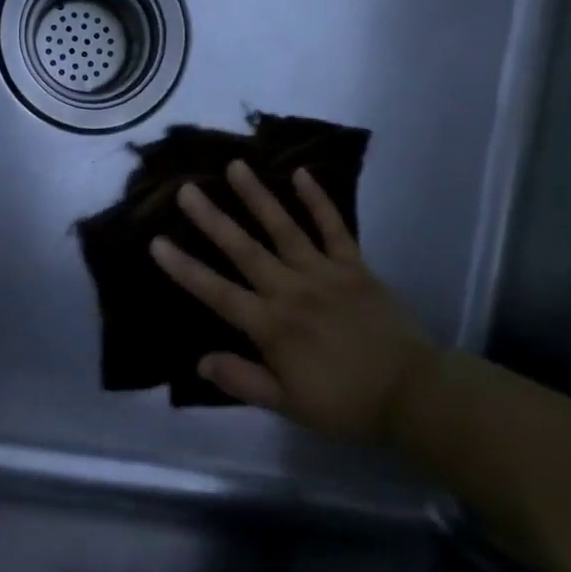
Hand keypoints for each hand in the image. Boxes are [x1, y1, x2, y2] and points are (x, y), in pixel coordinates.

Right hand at [149, 161, 438, 444]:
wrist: (413, 394)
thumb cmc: (345, 404)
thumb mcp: (288, 405)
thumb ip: (243, 380)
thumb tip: (200, 361)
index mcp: (272, 326)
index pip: (218, 293)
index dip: (185, 268)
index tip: (157, 243)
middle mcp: (291, 291)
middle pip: (244, 250)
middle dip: (212, 219)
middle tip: (187, 189)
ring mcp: (325, 273)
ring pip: (284, 228)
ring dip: (258, 197)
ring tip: (236, 167)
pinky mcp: (355, 267)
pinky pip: (334, 228)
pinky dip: (318, 201)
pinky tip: (302, 173)